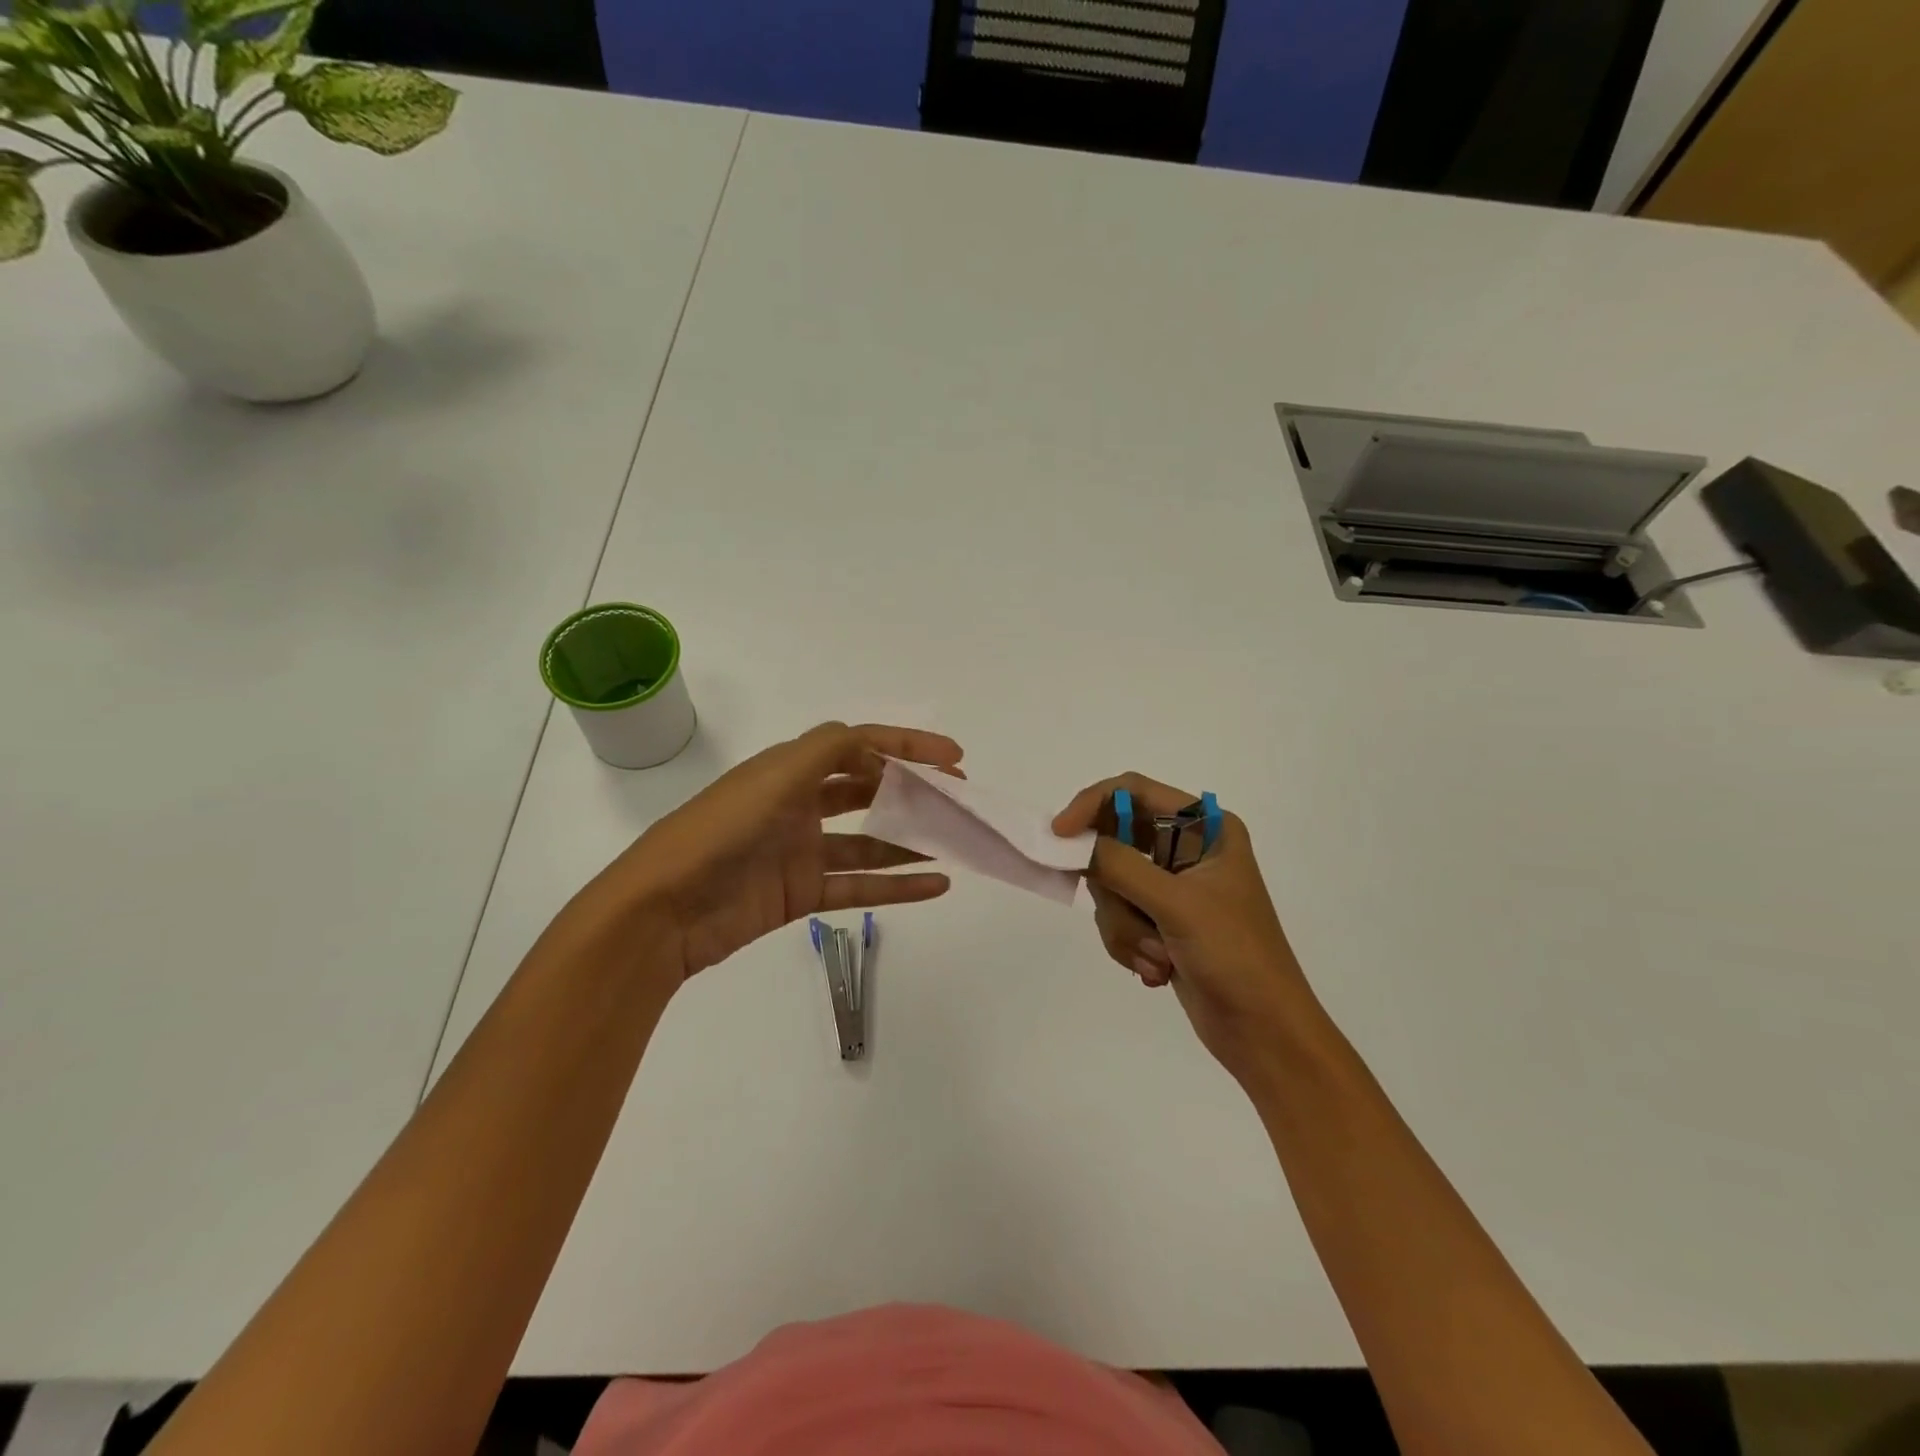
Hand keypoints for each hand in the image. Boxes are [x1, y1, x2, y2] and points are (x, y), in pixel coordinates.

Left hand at [588, 722, 962, 985]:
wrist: (662, 911)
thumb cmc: (720, 833)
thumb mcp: (774, 777)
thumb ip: (826, 751)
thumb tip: (873, 743)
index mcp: (791, 769)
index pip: (859, 746)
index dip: (907, 746)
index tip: (952, 758)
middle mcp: (799, 804)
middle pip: (867, 790)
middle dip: (912, 790)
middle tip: (957, 798)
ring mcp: (801, 851)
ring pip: (869, 841)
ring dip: (910, 840)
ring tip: (955, 842)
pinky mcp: (801, 893)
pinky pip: (859, 885)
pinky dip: (897, 885)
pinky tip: (936, 884)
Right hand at [1053, 774, 1313, 1084]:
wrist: (1264, 1033)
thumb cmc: (1235, 956)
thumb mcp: (1176, 905)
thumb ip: (1120, 865)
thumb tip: (1072, 842)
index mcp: (1207, 827)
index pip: (1133, 791)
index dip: (1092, 805)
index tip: (1060, 836)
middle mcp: (1188, 848)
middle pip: (1114, 843)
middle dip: (1116, 891)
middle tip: (1133, 919)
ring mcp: (1172, 887)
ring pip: (1110, 886)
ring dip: (1127, 927)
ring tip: (1160, 957)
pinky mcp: (1160, 920)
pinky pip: (1117, 917)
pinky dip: (1129, 945)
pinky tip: (1159, 971)